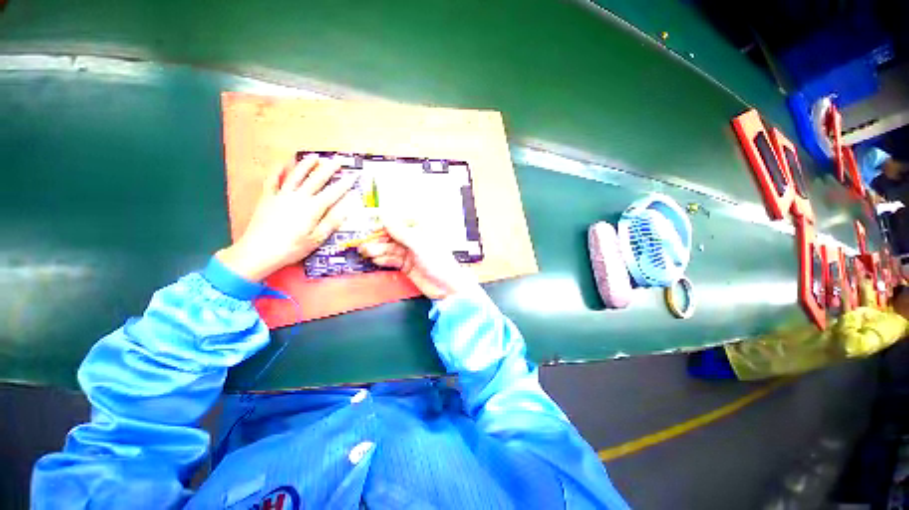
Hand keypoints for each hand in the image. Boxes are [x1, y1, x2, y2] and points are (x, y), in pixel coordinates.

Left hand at [217, 155, 356, 281]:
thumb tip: (346, 209)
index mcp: (313, 208)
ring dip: (306, 165)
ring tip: (315, 157)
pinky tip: (282, 164)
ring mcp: (281, 195)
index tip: (354, 176)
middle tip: (338, 160)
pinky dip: (277, 171)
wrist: (258, 251)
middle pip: (316, 179)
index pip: (333, 193)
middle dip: (329, 169)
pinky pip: (272, 180)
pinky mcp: (267, 198)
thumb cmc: (291, 248)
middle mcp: (299, 197)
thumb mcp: (316, 239)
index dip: (345, 184)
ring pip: (296, 175)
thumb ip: (331, 222)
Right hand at [358, 215, 477, 299]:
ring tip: (366, 252)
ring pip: (390, 249)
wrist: (447, 286)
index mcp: (421, 228)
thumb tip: (385, 215)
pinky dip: (384, 260)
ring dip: (378, 250)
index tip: (372, 229)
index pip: (399, 222)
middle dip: (378, 240)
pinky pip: (392, 260)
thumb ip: (401, 231)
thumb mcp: (419, 244)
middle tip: (364, 244)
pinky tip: (375, 260)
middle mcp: (415, 239)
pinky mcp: (407, 265)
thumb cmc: (438, 261)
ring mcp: (410, 253)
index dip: (385, 225)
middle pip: (392, 236)